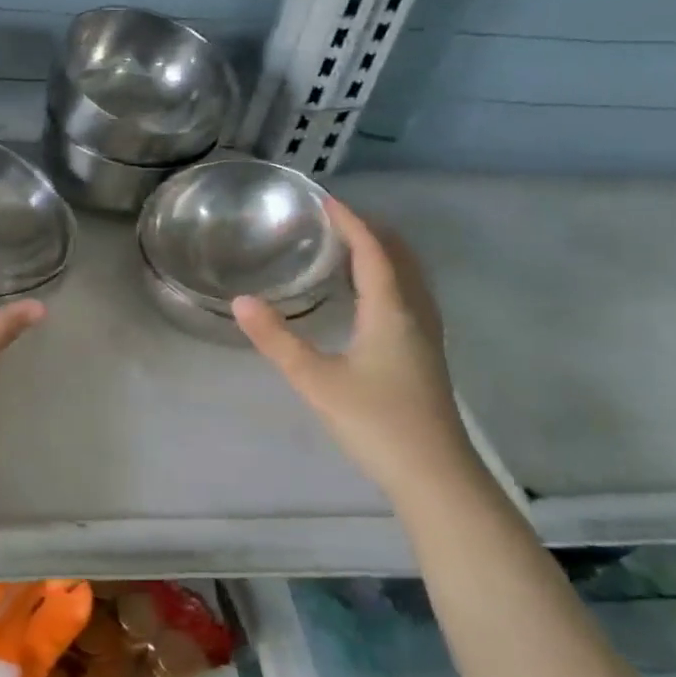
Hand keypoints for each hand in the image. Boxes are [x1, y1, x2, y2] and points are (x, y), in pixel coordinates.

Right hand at [233, 197, 475, 491]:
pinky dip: (390, 278)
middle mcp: (415, 315)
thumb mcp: (316, 381)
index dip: (351, 222)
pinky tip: (370, 298)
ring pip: (410, 278)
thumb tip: (241, 300)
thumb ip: (277, 340)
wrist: (434, 476)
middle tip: (334, 220)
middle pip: (400, 258)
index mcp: (391, 312)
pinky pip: (410, 297)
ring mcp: (426, 336)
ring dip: (384, 254)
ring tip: (351, 247)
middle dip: (371, 231)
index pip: (373, 251)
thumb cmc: (375, 423)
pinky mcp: (425, 356)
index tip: (325, 200)